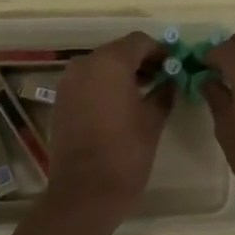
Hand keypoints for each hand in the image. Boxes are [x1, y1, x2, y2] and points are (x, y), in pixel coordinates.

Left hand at [44, 32, 172, 226]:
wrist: (84, 193)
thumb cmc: (125, 153)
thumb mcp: (153, 121)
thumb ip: (163, 93)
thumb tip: (170, 81)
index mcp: (110, 62)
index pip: (139, 41)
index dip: (159, 51)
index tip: (174, 66)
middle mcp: (85, 64)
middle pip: (118, 51)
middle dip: (141, 61)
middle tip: (162, 78)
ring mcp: (69, 82)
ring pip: (101, 65)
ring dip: (122, 73)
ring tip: (144, 93)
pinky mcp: (61, 100)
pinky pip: (87, 82)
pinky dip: (104, 86)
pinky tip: (120, 105)